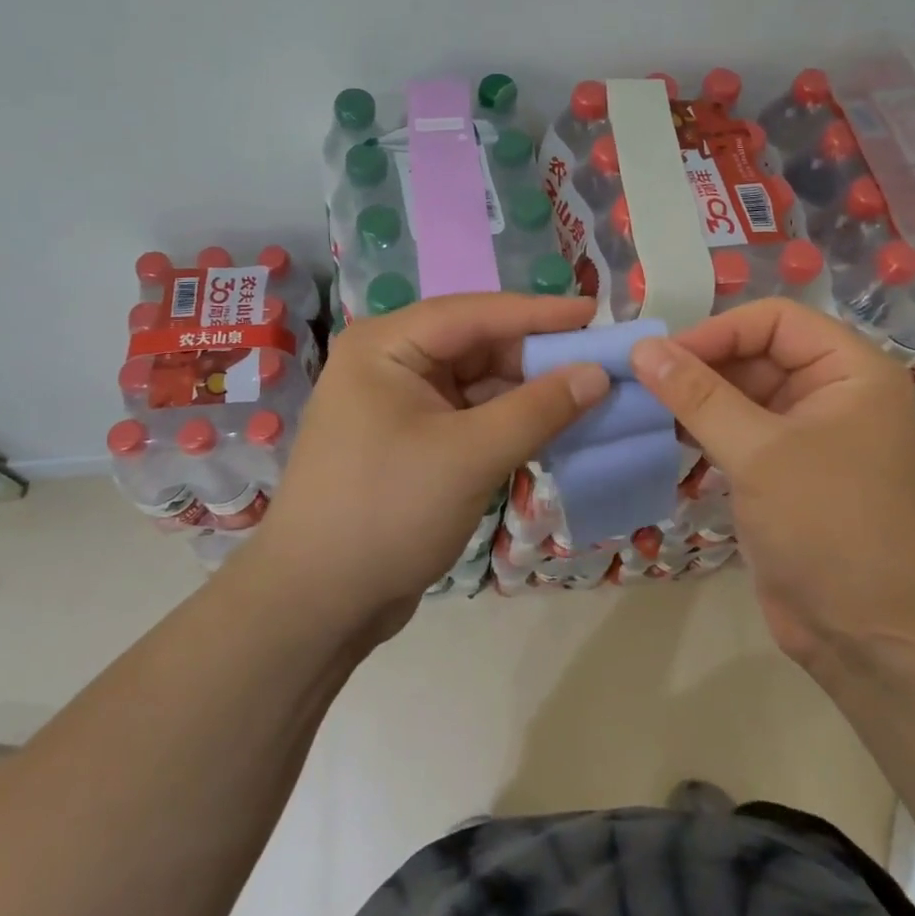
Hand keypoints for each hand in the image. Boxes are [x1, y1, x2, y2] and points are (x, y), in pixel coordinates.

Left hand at [257, 294, 609, 638]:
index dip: (538, 312)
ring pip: (477, 383)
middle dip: (536, 356)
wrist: (316, 604)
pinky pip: (469, 416)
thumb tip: (598, 373)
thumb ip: (539, 410)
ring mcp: (398, 404)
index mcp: (386, 345)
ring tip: (588, 395)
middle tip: (599, 361)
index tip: (594, 312)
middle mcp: (389, 363)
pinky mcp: (410, 442)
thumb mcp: (471, 456)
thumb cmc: (387, 512)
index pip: (474, 313)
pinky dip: (508, 422)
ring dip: (527, 392)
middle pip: (477, 345)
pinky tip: (551, 429)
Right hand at [629, 299, 914, 667]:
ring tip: (642, 406)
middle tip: (641, 383)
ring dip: (696, 399)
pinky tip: (664, 436)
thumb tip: (643, 347)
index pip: (775, 320)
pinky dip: (704, 431)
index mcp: (851, 371)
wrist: (876, 640)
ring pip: (743, 395)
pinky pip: (740, 433)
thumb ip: (698, 395)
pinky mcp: (786, 474)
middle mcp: (834, 393)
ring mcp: (810, 436)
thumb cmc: (830, 527)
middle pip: (757, 354)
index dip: (718, 331)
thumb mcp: (759, 453)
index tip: (661, 357)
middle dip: (701, 365)